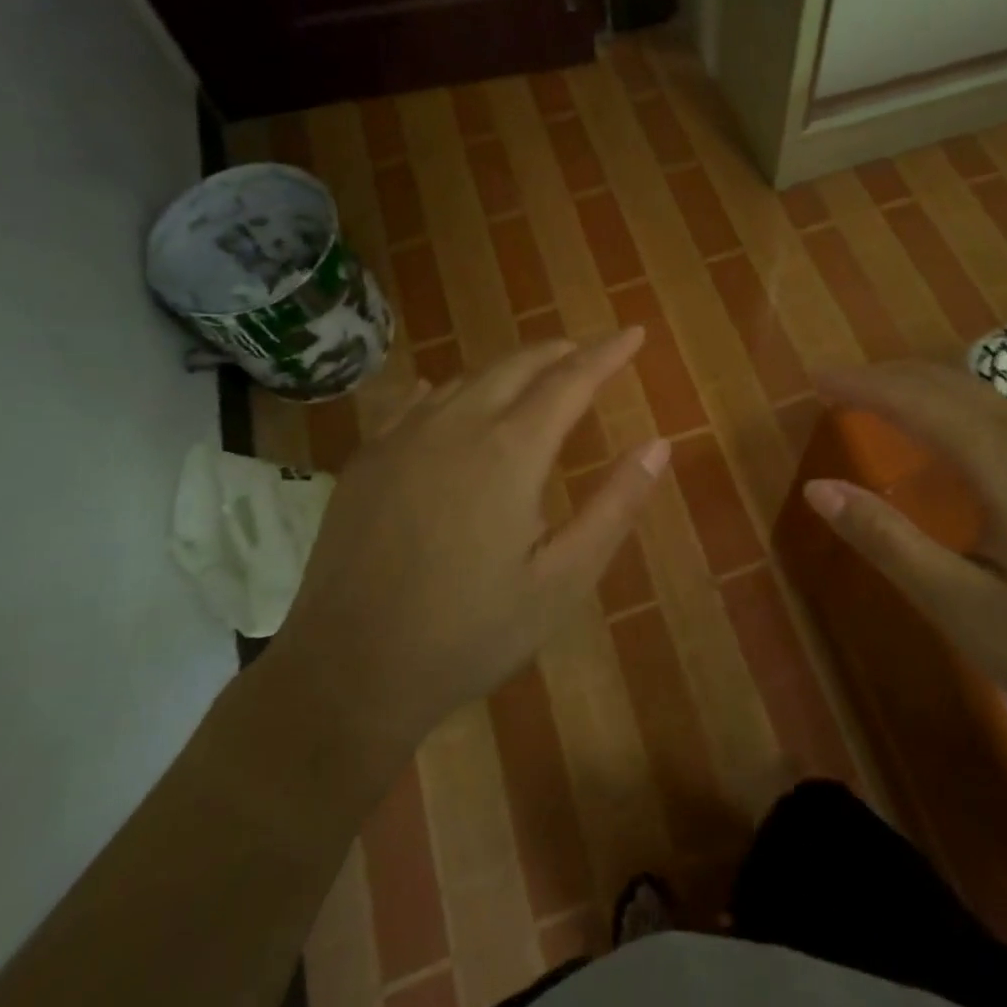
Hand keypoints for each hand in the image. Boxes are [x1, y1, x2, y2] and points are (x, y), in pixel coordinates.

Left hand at [269, 330, 667, 755]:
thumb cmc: (471, 633)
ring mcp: (402, 438)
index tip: (634, 332)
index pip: (571, 380)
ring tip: (534, 376)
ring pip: (466, 379)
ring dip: (508, 369)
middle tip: (588, 351)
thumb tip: (658, 444)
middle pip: (516, 366)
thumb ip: (614, 506)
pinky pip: (414, 402)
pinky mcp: (365, 460)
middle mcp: (455, 426)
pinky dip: (448, 389)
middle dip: (559, 352)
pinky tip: (447, 395)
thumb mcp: (562, 580)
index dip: (608, 353)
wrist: (348, 673)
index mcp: (510, 451)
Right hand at [803, 360, 1006, 756]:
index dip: (861, 385)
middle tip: (837, 386)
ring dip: (924, 390)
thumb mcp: (968, 611)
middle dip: (887, 377)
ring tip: (880, 402)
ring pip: (983, 397)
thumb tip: (819, 489)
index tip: (815, 379)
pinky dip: (958, 409)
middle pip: (950, 385)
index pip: (916, 401)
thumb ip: (890, 543)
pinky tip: (952, 439)